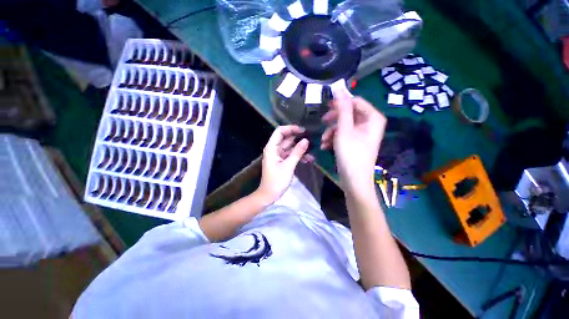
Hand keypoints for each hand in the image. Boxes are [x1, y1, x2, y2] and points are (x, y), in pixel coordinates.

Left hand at [257, 125, 312, 203]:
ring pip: (290, 148)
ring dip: (300, 149)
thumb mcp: (288, 166)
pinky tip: (308, 160)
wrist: (269, 195)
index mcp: (272, 148)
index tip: (303, 131)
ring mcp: (278, 155)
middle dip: (298, 139)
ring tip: (312, 153)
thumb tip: (306, 140)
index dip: (291, 129)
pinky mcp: (282, 161)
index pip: (280, 132)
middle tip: (311, 140)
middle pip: (286, 139)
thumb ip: (297, 152)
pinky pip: (291, 155)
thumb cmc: (276, 181)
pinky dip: (298, 156)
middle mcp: (274, 149)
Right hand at [321, 93, 386, 193]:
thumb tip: (340, 88)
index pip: (356, 101)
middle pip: (349, 113)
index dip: (340, 103)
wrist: (354, 180)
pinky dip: (334, 138)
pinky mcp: (355, 141)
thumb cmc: (350, 154)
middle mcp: (369, 124)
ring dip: (331, 131)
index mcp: (372, 118)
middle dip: (334, 120)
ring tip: (323, 141)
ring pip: (344, 124)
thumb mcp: (344, 130)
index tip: (326, 106)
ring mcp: (362, 133)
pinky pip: (344, 134)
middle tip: (322, 122)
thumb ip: (342, 109)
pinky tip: (326, 146)